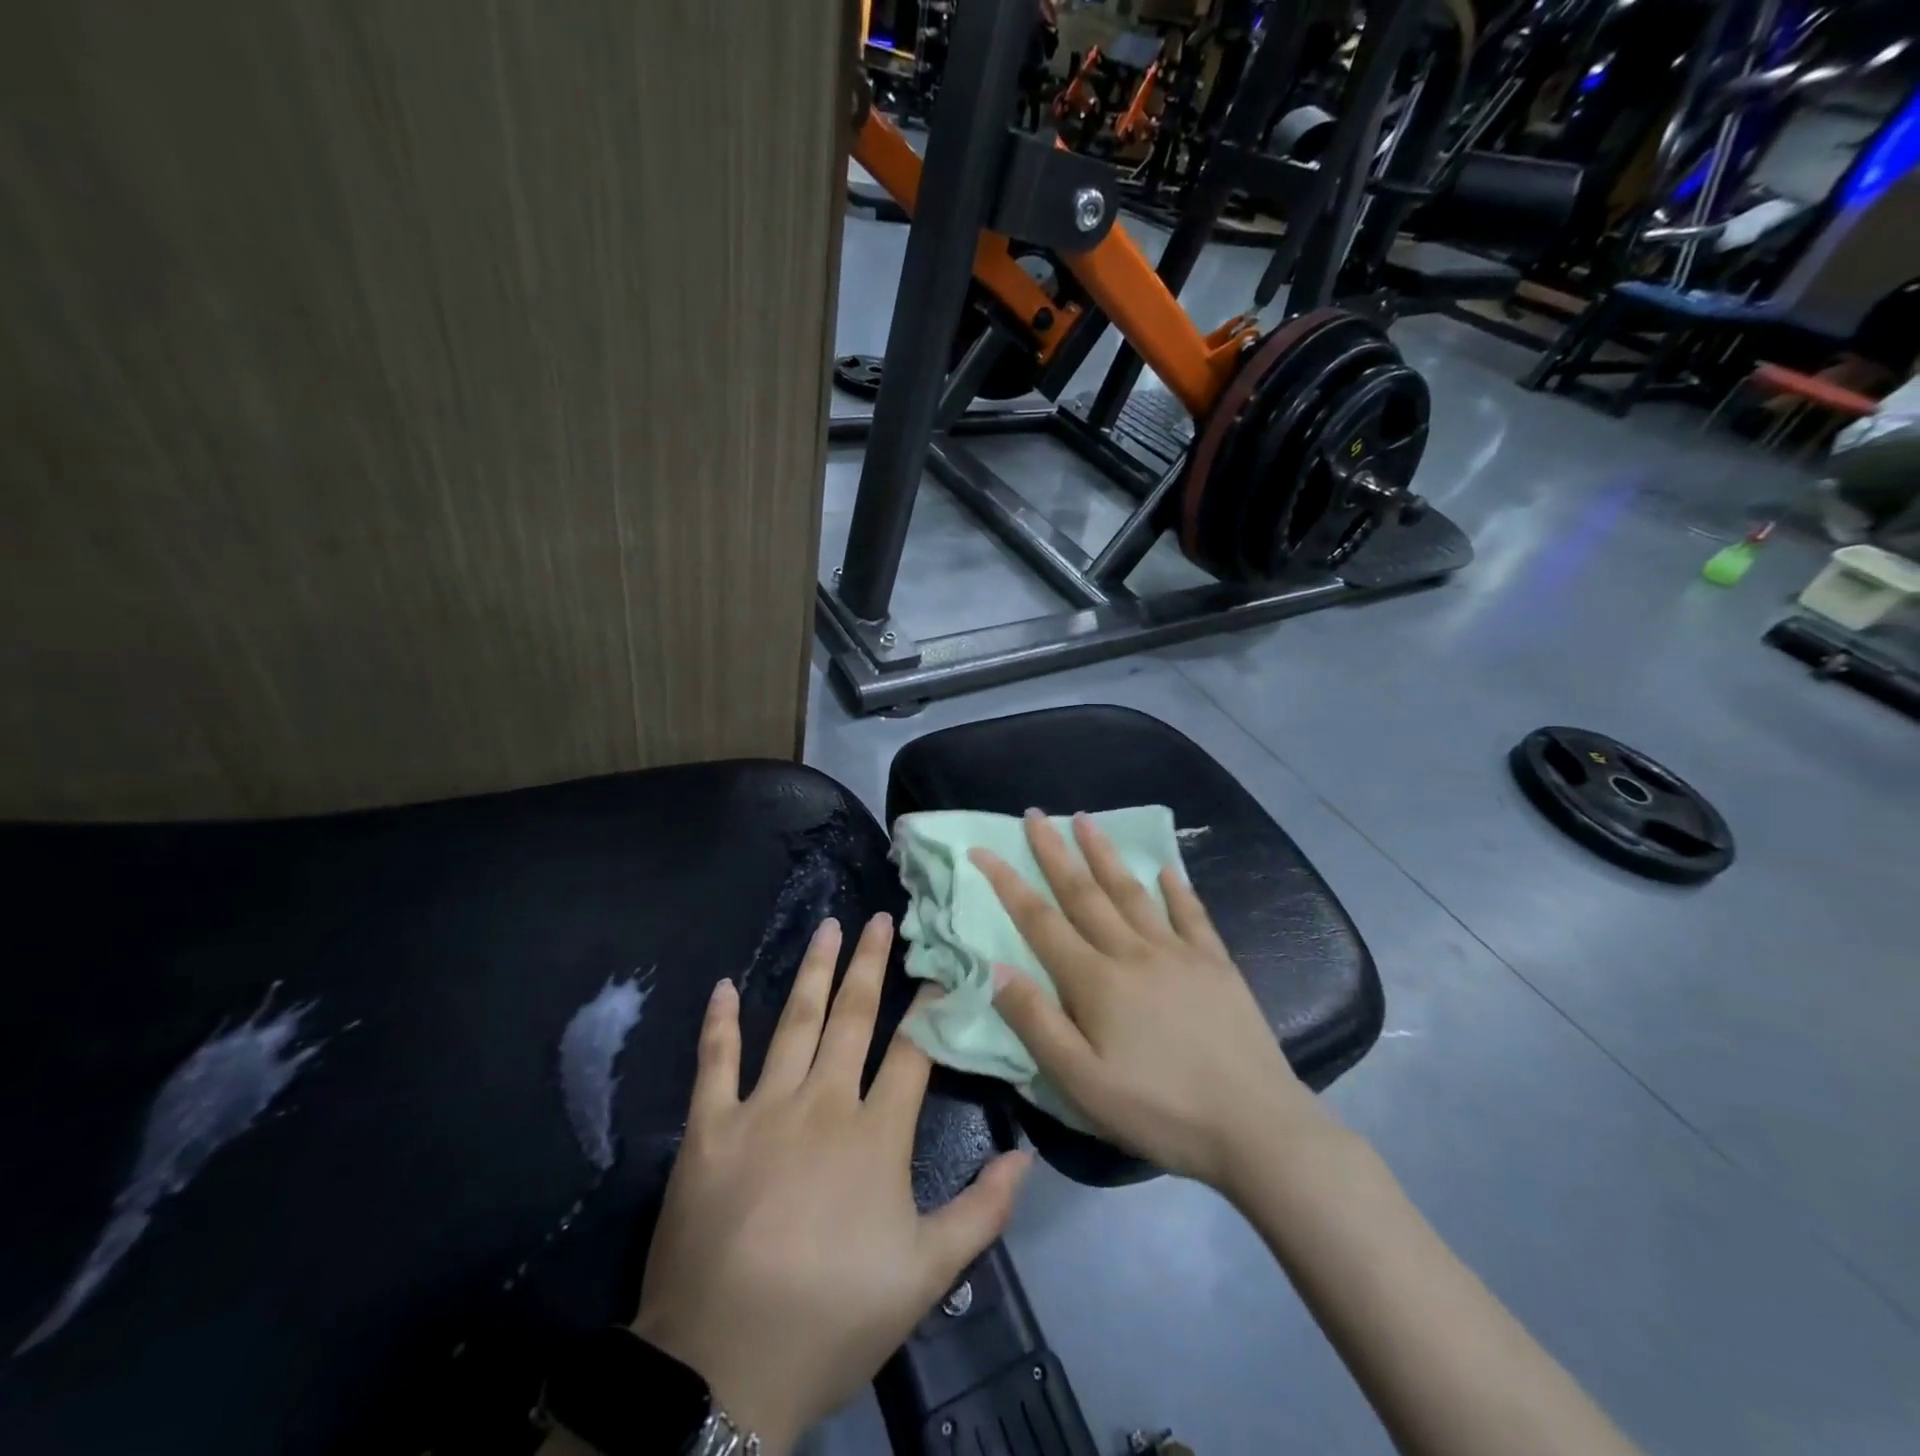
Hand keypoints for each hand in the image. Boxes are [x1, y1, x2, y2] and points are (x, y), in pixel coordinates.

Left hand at [633, 914, 1030, 1453]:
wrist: (725, 1365)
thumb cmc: (834, 1316)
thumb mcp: (926, 1275)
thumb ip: (981, 1211)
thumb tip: (1026, 1156)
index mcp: (876, 1133)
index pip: (914, 1052)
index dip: (930, 1007)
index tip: (941, 967)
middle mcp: (823, 1102)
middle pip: (853, 1017)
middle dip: (869, 964)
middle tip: (879, 918)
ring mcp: (763, 1108)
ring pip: (794, 1022)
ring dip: (812, 971)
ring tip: (827, 927)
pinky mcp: (711, 1127)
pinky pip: (716, 1061)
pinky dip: (720, 1021)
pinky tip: (725, 985)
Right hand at [971, 812, 1324, 1193]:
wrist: (1255, 1126)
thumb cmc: (1159, 1110)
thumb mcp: (1082, 1083)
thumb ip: (1036, 1023)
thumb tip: (995, 968)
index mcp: (1096, 981)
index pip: (1040, 920)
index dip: (1007, 883)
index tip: (983, 850)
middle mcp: (1132, 952)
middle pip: (1084, 893)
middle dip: (1055, 852)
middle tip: (1035, 815)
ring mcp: (1178, 953)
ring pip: (1132, 892)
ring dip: (1105, 855)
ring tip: (1086, 820)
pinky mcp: (1216, 964)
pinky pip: (1191, 915)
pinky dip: (1176, 889)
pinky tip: (1166, 870)